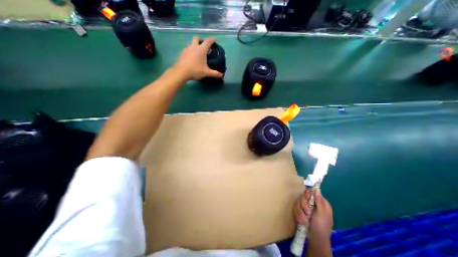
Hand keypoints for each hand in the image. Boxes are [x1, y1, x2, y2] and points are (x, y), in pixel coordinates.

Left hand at [172, 36, 223, 79]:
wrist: (181, 72)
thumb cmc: (195, 70)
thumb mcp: (206, 72)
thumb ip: (214, 73)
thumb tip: (221, 75)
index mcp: (201, 50)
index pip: (208, 41)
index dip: (212, 39)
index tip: (215, 39)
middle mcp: (194, 47)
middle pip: (197, 38)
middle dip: (201, 40)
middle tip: (203, 45)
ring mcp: (186, 49)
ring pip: (191, 43)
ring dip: (194, 45)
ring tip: (197, 51)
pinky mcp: (182, 53)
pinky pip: (187, 49)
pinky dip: (190, 50)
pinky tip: (191, 57)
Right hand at [293, 189, 333, 240]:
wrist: (315, 240)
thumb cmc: (321, 227)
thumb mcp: (322, 214)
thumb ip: (319, 201)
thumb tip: (317, 189)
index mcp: (321, 203)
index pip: (311, 192)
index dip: (308, 194)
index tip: (307, 198)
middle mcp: (313, 204)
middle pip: (303, 196)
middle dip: (303, 205)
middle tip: (307, 213)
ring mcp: (306, 208)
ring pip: (298, 202)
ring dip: (300, 211)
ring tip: (305, 220)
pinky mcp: (301, 211)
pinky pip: (296, 208)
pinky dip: (298, 214)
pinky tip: (301, 221)